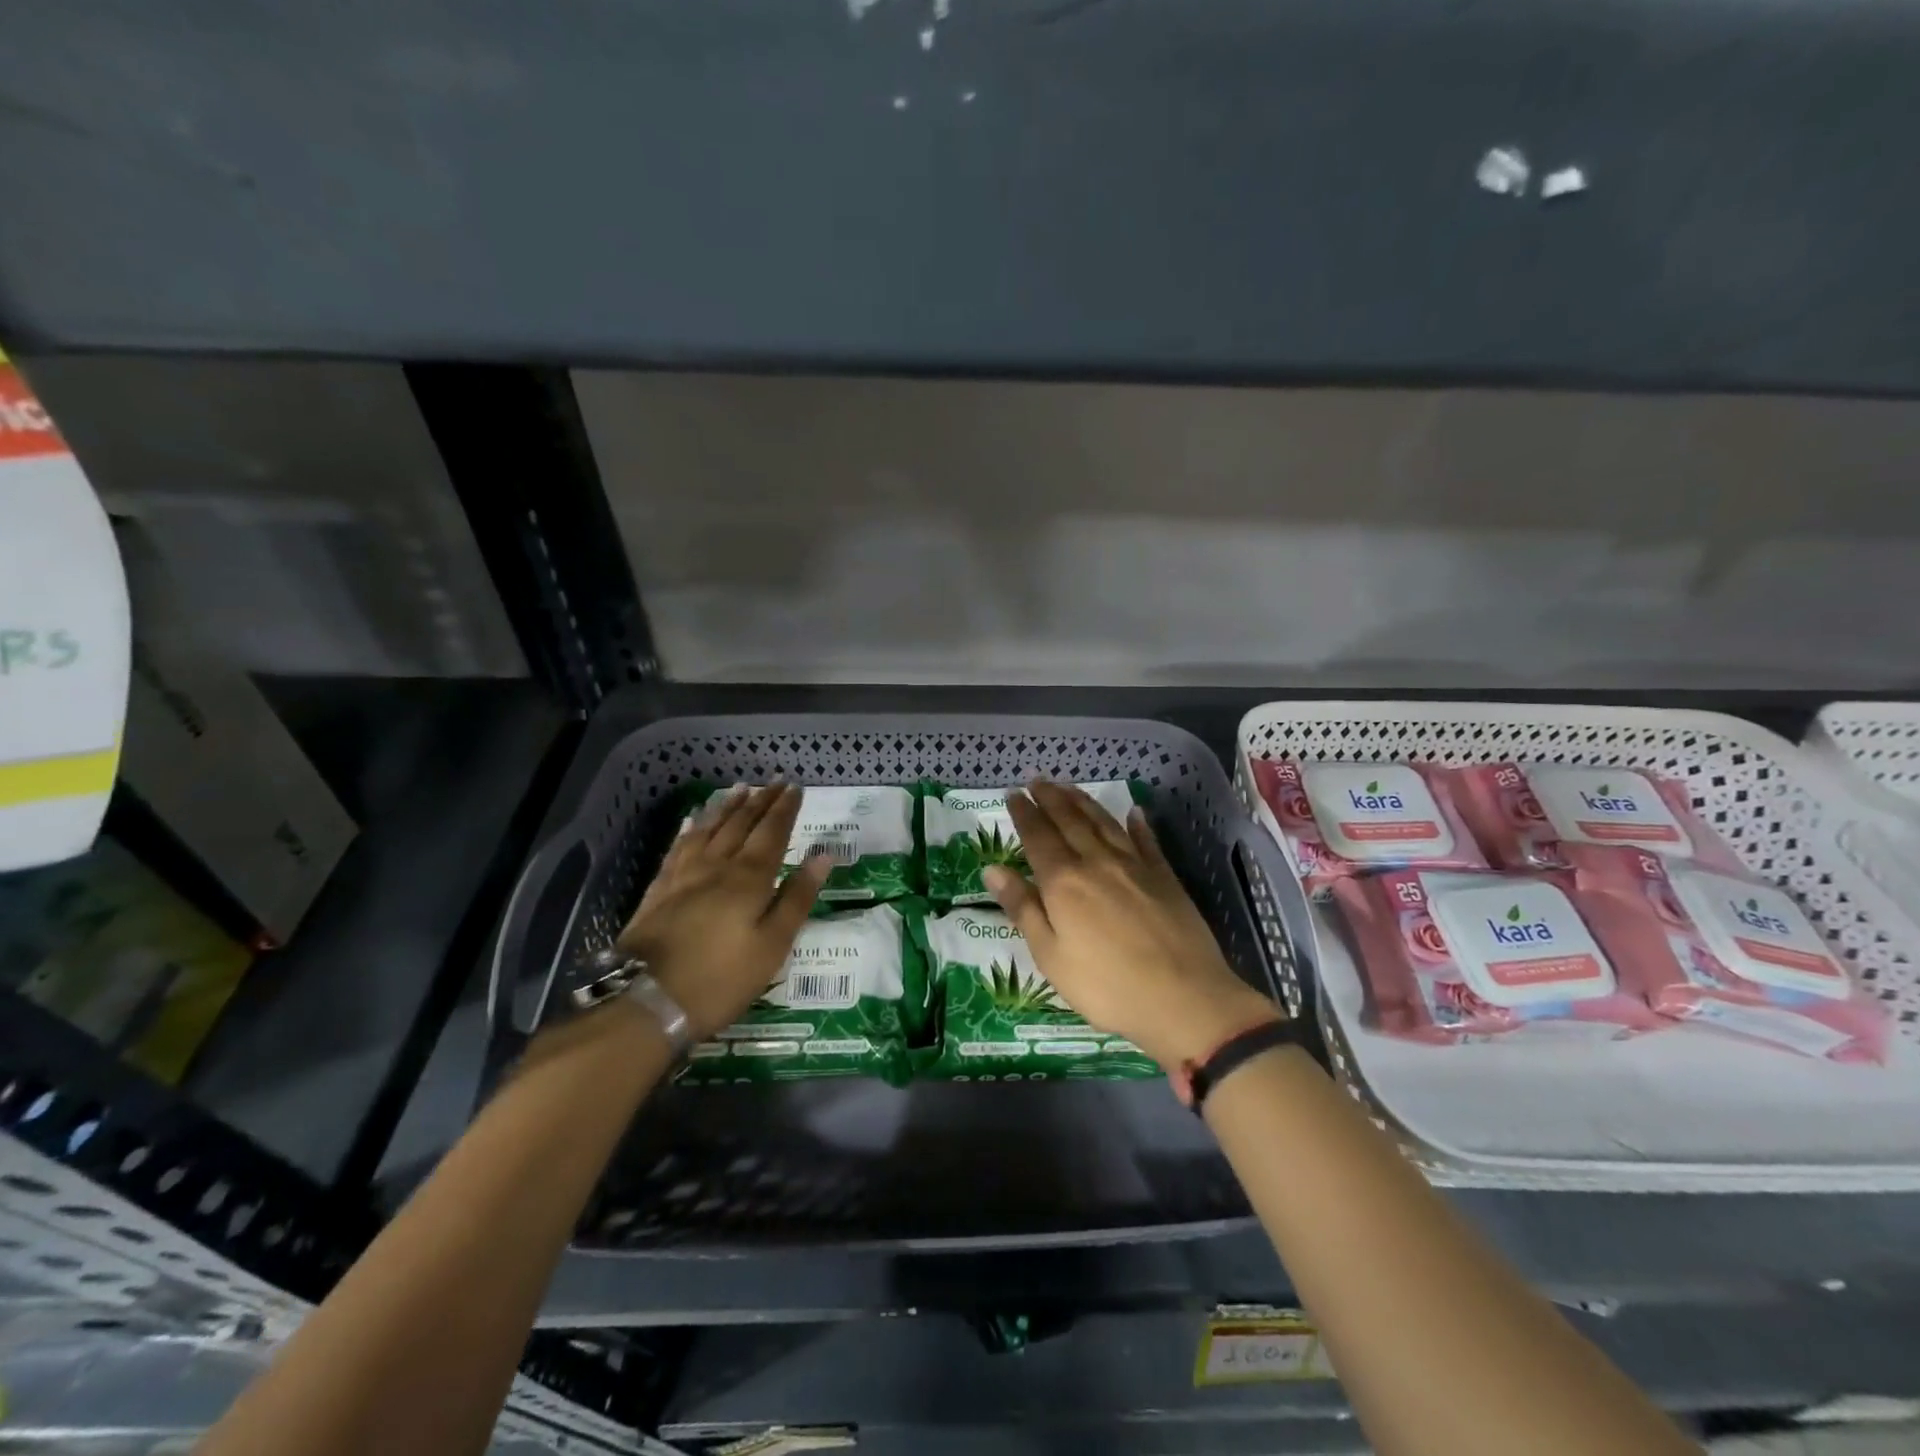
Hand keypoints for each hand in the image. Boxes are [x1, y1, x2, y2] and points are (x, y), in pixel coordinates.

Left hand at [615, 784, 828, 1039]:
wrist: (646, 1000)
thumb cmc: (722, 978)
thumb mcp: (773, 945)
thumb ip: (797, 898)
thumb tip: (823, 856)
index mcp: (749, 878)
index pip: (772, 833)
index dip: (785, 809)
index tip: (796, 788)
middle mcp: (717, 866)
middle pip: (741, 825)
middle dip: (760, 801)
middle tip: (774, 781)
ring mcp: (683, 876)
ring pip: (709, 830)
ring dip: (727, 807)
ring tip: (739, 789)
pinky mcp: (659, 890)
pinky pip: (678, 847)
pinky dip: (690, 830)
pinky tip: (692, 822)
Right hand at [986, 781, 1280, 1069]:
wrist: (1183, 998)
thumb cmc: (1106, 986)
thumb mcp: (1050, 956)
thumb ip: (1022, 908)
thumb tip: (992, 869)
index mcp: (1064, 882)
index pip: (1038, 837)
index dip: (1024, 814)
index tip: (1013, 795)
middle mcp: (1097, 862)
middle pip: (1070, 821)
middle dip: (1050, 798)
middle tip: (1037, 780)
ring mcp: (1135, 866)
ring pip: (1104, 823)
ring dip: (1084, 802)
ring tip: (1068, 787)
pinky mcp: (1165, 877)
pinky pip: (1146, 841)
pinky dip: (1137, 824)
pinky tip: (1133, 812)